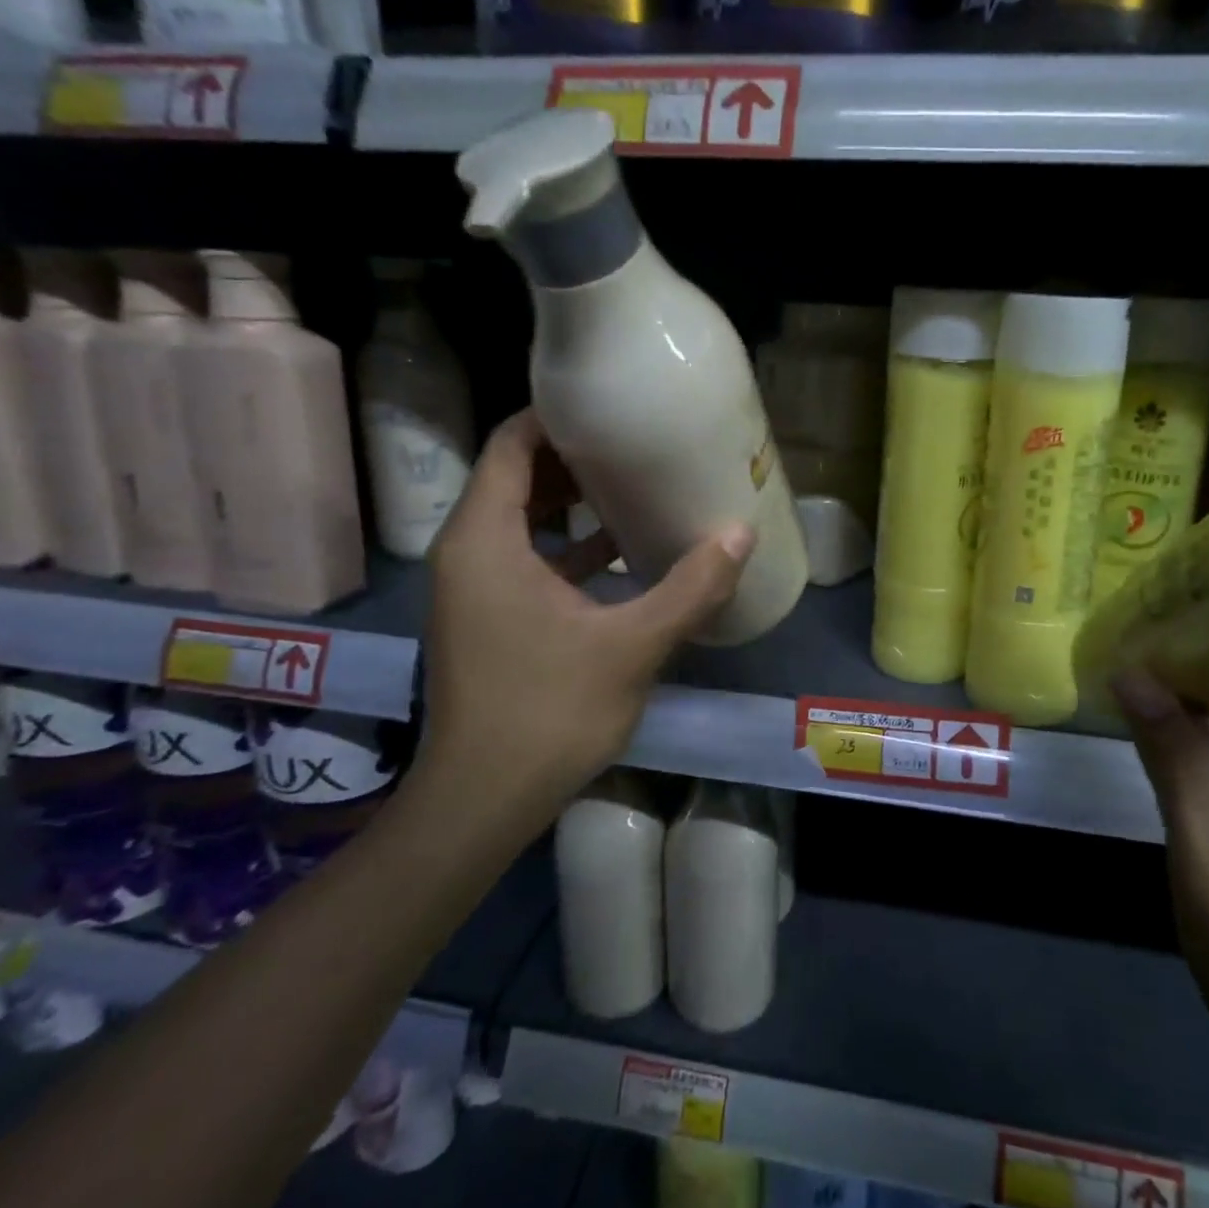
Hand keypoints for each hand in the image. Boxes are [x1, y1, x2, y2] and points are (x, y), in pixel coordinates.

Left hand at [415, 409, 754, 817]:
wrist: (483, 801)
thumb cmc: (548, 712)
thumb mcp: (632, 645)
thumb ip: (691, 587)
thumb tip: (741, 534)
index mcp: (486, 539)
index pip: (512, 444)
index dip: (556, 416)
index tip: (611, 407)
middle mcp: (467, 551)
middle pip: (515, 476)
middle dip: (573, 457)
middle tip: (634, 445)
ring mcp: (472, 586)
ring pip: (519, 518)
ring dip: (571, 501)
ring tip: (634, 487)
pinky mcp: (485, 616)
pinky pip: (523, 556)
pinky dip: (565, 544)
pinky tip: (618, 553)